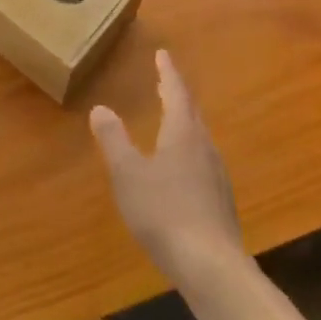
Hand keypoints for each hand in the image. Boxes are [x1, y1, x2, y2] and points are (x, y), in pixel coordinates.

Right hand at [90, 51, 244, 289]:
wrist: (211, 265)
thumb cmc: (164, 212)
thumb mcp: (128, 175)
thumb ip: (114, 140)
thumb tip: (100, 108)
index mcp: (183, 132)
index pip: (176, 92)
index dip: (168, 72)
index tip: (162, 54)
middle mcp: (204, 145)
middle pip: (191, 111)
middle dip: (177, 94)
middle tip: (165, 81)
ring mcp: (216, 173)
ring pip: (199, 136)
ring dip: (185, 121)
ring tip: (172, 119)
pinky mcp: (220, 199)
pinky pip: (203, 160)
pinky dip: (189, 148)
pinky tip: (183, 168)